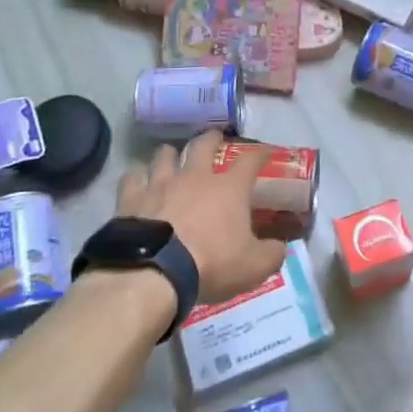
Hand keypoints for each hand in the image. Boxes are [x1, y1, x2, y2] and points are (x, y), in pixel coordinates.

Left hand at [115, 132, 284, 303]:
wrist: (154, 273)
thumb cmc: (210, 264)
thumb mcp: (253, 267)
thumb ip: (272, 254)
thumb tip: (281, 246)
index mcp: (228, 188)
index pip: (250, 160)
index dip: (260, 153)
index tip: (265, 151)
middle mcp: (195, 176)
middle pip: (203, 144)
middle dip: (211, 138)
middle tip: (214, 138)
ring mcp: (160, 183)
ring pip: (165, 155)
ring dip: (171, 154)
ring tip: (172, 157)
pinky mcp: (131, 198)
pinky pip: (133, 178)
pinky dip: (137, 179)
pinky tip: (138, 184)